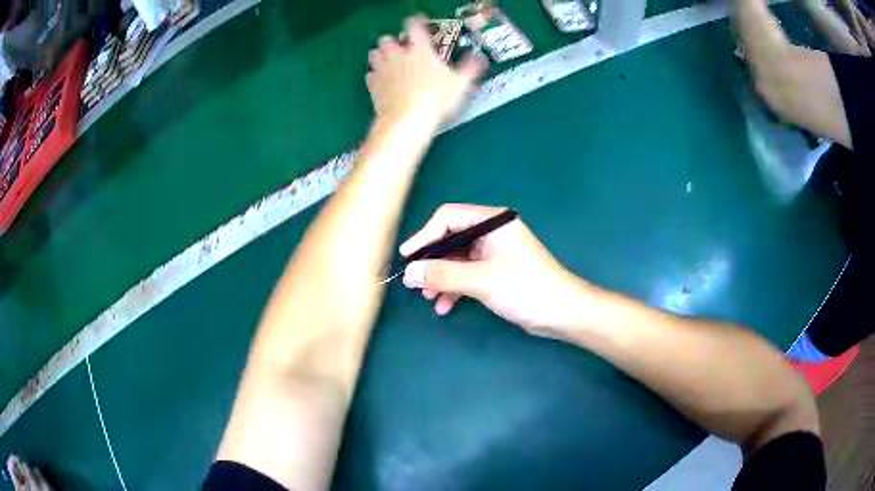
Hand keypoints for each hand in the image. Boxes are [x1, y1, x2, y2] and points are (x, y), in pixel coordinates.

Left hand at [367, 16, 486, 121]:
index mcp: (420, 49)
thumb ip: (470, 68)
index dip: (416, 22)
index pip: (414, 27)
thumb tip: (480, 58)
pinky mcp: (373, 86)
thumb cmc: (437, 99)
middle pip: (387, 39)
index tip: (419, 24)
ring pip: (374, 54)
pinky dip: (374, 76)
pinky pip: (369, 75)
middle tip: (401, 48)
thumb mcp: (460, 84)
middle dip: (392, 41)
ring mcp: (383, 70)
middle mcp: (398, 55)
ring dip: (380, 56)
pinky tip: (381, 81)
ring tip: (388, 62)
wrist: (407, 120)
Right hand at [401, 204, 587, 338]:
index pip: (449, 218)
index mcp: (493, 222)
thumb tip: (410, 272)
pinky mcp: (496, 272)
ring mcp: (494, 253)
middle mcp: (492, 232)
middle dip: (432, 262)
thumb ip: (444, 274)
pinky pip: (467, 274)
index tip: (407, 257)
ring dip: (442, 278)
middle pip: (451, 239)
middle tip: (414, 282)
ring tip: (429, 298)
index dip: (424, 235)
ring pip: (457, 260)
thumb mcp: (482, 280)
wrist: (562, 313)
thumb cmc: (526, 288)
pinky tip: (446, 306)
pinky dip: (455, 288)